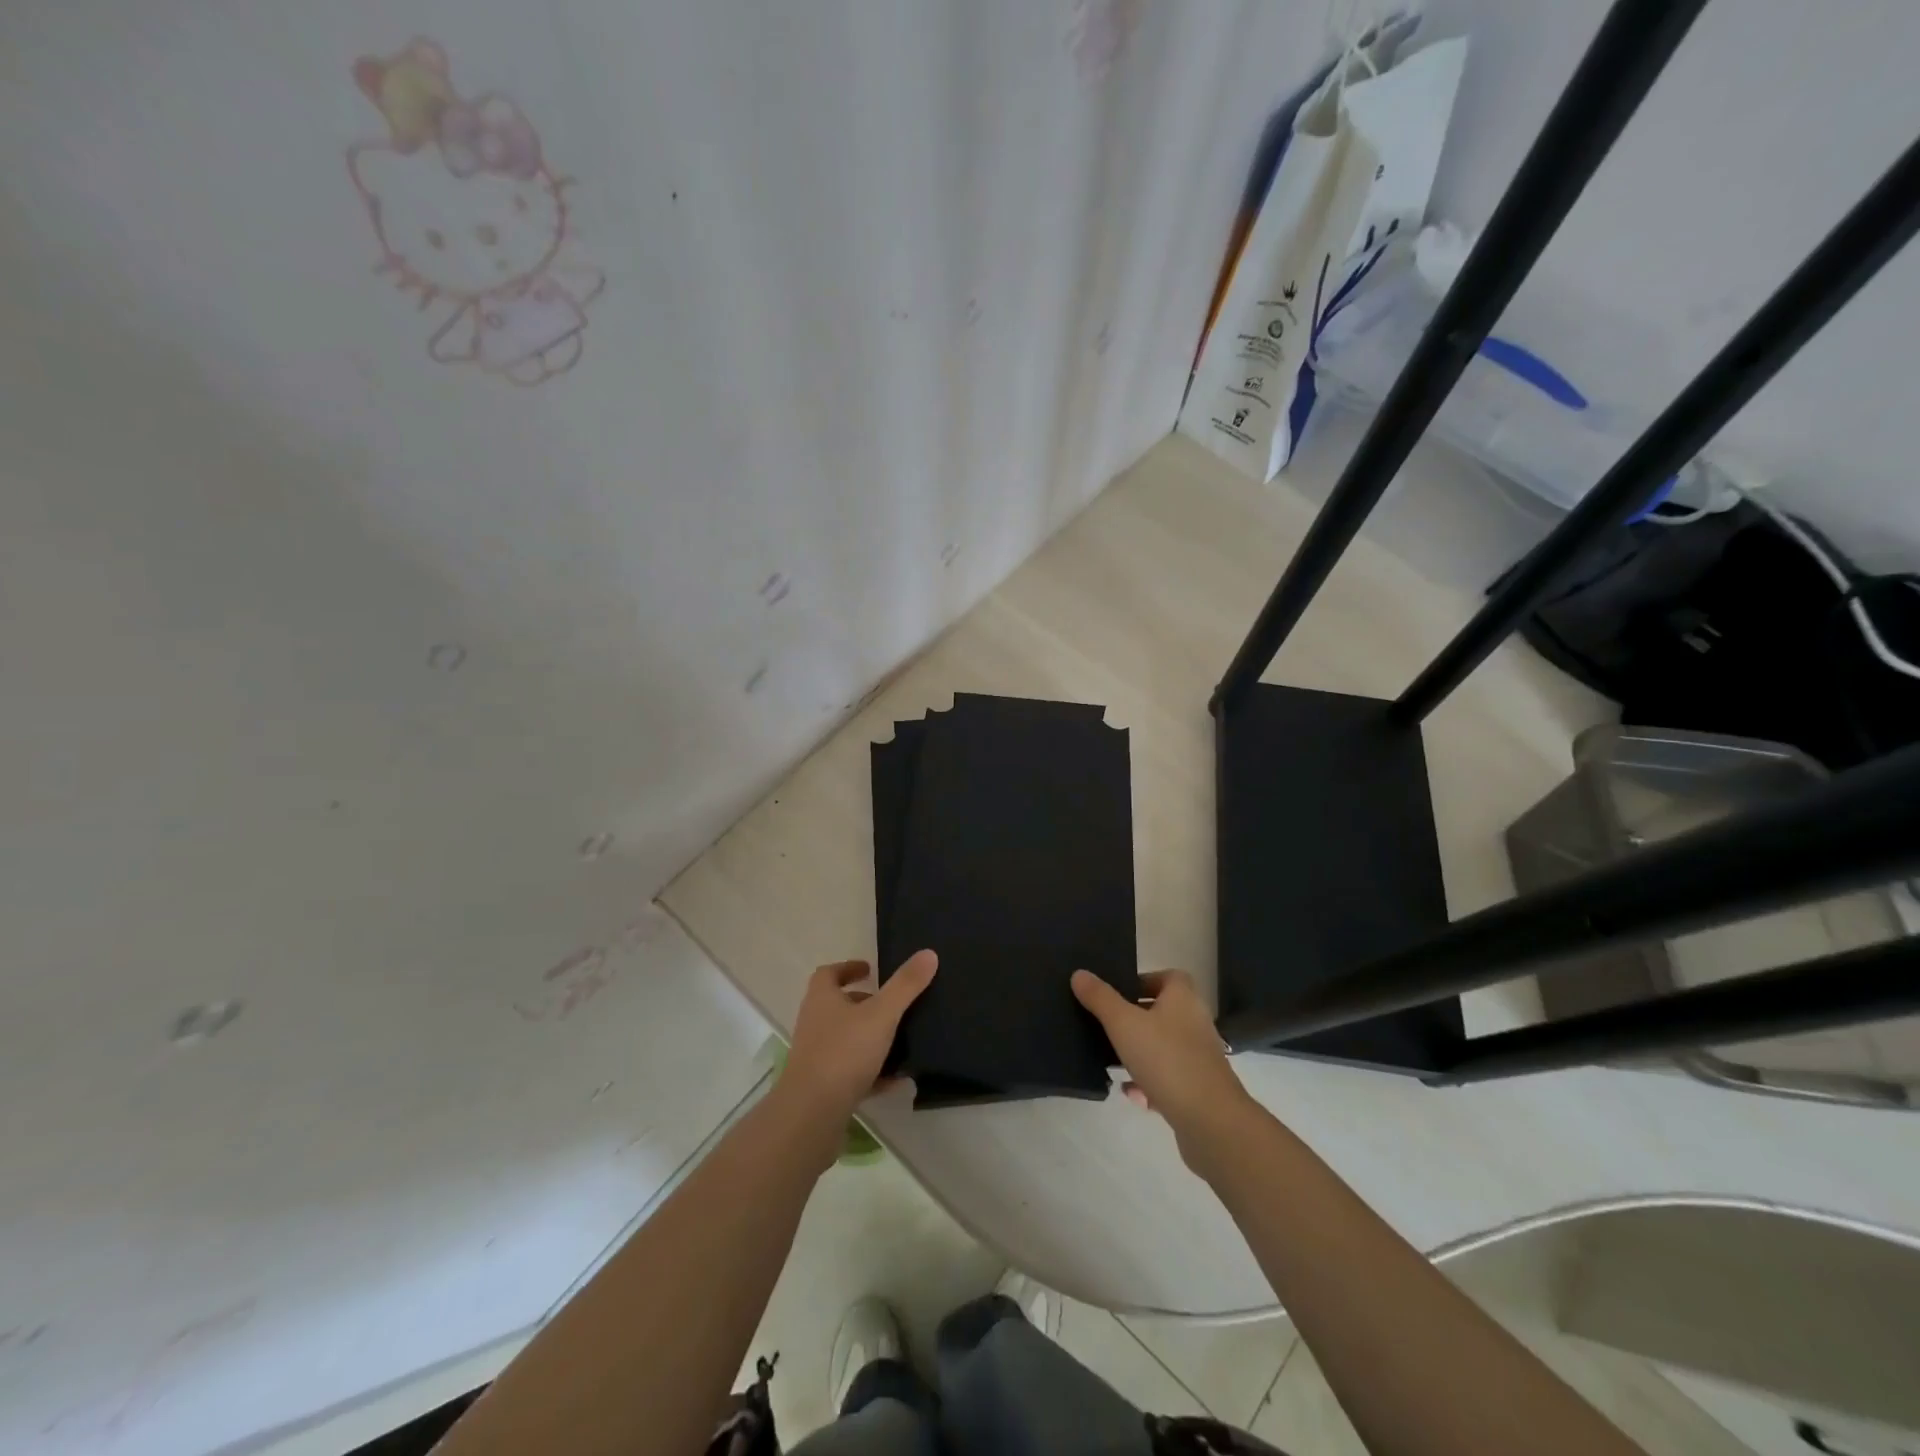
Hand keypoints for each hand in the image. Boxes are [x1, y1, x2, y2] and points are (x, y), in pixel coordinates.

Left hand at [781, 951, 937, 1128]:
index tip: (871, 970)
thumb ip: (905, 985)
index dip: (848, 969)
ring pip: (846, 1041)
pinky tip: (898, 1080)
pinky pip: (851, 1073)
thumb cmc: (844, 1052)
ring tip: (901, 1041)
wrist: (812, 1113)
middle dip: (864, 1004)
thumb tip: (928, 953)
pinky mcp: (823, 1087)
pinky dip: (873, 1074)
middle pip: (837, 1007)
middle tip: (892, 1005)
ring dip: (870, 1039)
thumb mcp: (881, 1014)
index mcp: (822, 999)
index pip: (828, 974)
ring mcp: (816, 1057)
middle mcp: (814, 1024)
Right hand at [1071, 969, 1257, 1167]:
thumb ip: (1100, 998)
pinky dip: (1149, 1083)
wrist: (1210, 1121)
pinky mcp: (1199, 1090)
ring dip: (1140, 1053)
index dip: (1144, 980)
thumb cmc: (1166, 1059)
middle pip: (1163, 1012)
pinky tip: (1131, 1094)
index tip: (1118, 993)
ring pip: (1164, 1048)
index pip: (1168, 977)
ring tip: (1112, 1060)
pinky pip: (1169, 1079)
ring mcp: (1200, 1058)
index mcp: (1183, 999)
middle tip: (1107, 1025)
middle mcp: (1196, 1023)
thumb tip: (1079, 973)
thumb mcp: (1123, 1023)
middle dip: (1135, 1019)